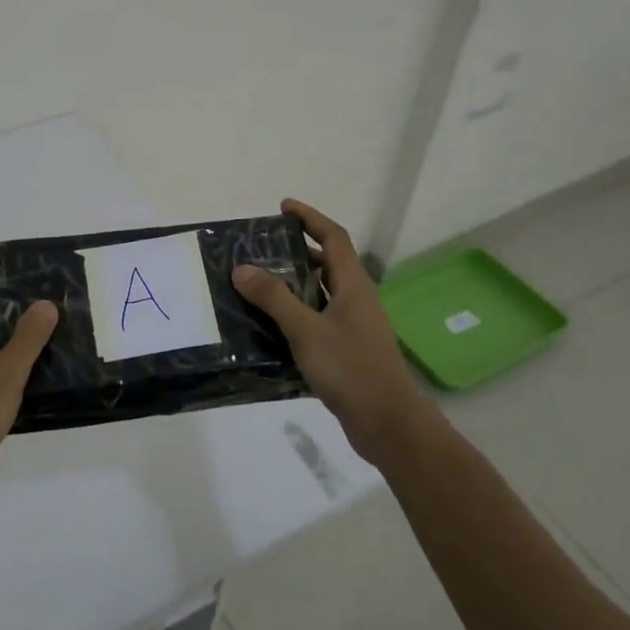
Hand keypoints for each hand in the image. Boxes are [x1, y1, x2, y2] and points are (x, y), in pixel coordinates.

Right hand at [231, 199, 432, 464]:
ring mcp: (354, 326)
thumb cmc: (350, 368)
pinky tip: (270, 326)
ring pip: (321, 293)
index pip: (333, 238)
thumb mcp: (306, 330)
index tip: (283, 207)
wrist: (387, 422)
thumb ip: (274, 298)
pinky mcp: (347, 349)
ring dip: (293, 284)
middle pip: (327, 263)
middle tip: (261, 250)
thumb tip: (242, 268)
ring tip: (258, 284)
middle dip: (296, 251)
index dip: (310, 218)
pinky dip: (295, 314)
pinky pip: (318, 319)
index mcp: (353, 285)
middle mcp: (356, 299)